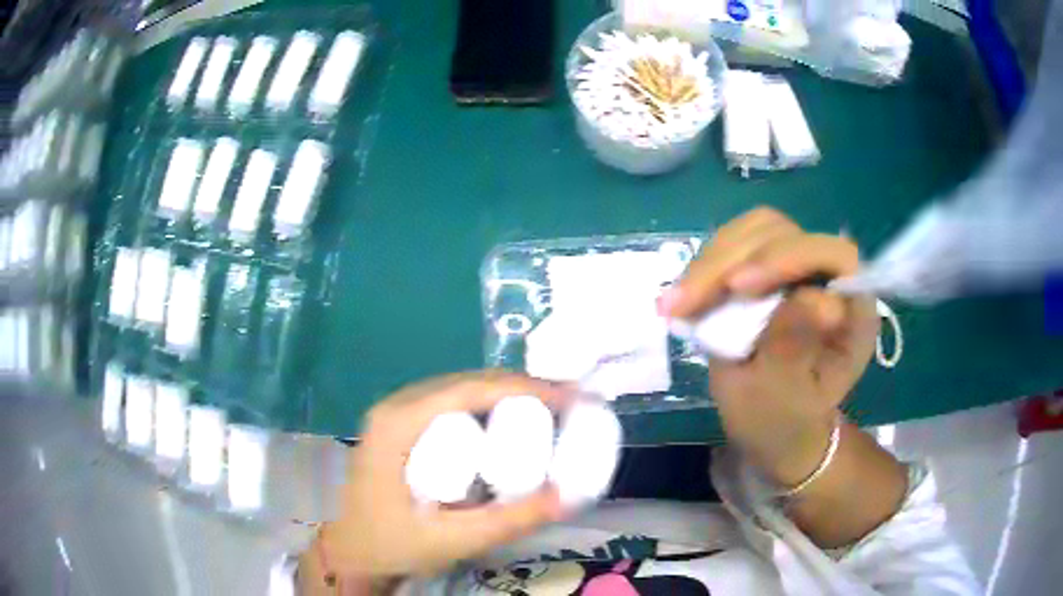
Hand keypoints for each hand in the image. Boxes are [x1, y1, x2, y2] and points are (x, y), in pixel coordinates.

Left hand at [321, 372, 570, 579]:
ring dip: (505, 395)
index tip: (568, 398)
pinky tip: (508, 424)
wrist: (350, 552)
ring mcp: (395, 414)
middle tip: (566, 407)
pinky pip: (450, 404)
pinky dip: (486, 407)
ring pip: (460, 389)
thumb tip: (568, 496)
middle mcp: (395, 406)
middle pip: (466, 382)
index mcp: (398, 423)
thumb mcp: (452, 540)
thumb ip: (509, 522)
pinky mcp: (400, 426)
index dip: (523, 387)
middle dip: (520, 389)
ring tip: (548, 413)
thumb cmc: (392, 544)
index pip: (468, 389)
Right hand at [660, 208, 879, 485]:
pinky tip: (680, 300)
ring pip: (752, 232)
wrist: (771, 427)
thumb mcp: (785, 398)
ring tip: (676, 303)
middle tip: (686, 300)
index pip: (835, 256)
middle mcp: (827, 278)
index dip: (790, 256)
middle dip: (730, 259)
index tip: (738, 287)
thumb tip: (812, 296)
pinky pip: (731, 249)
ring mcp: (794, 269)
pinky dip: (701, 270)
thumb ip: (796, 348)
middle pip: (782, 233)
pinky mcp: (765, 270)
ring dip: (709, 263)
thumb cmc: (784, 422)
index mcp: (853, 311)